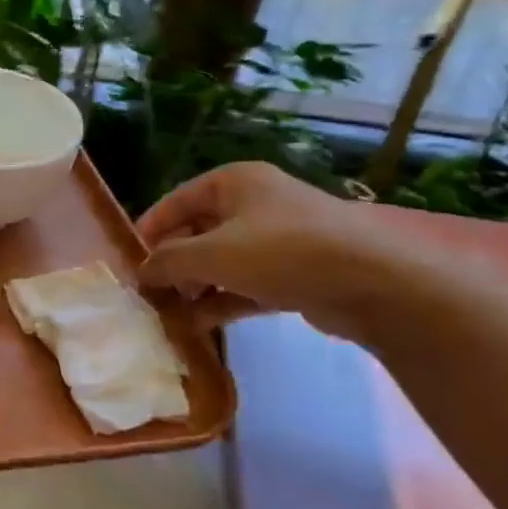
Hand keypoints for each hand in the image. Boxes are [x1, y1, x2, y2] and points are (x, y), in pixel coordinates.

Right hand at [136, 162, 402, 340]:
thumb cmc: (282, 252)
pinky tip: (198, 325)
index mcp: (234, 183)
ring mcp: (280, 239)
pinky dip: (223, 301)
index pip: (175, 203)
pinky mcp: (298, 273)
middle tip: (151, 293)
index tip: (130, 263)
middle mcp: (256, 204)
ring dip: (195, 288)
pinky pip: (247, 284)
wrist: (377, 284)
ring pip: (222, 262)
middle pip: (198, 233)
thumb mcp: (209, 254)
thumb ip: (166, 262)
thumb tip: (141, 274)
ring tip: (170, 314)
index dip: (149, 232)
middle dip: (173, 265)